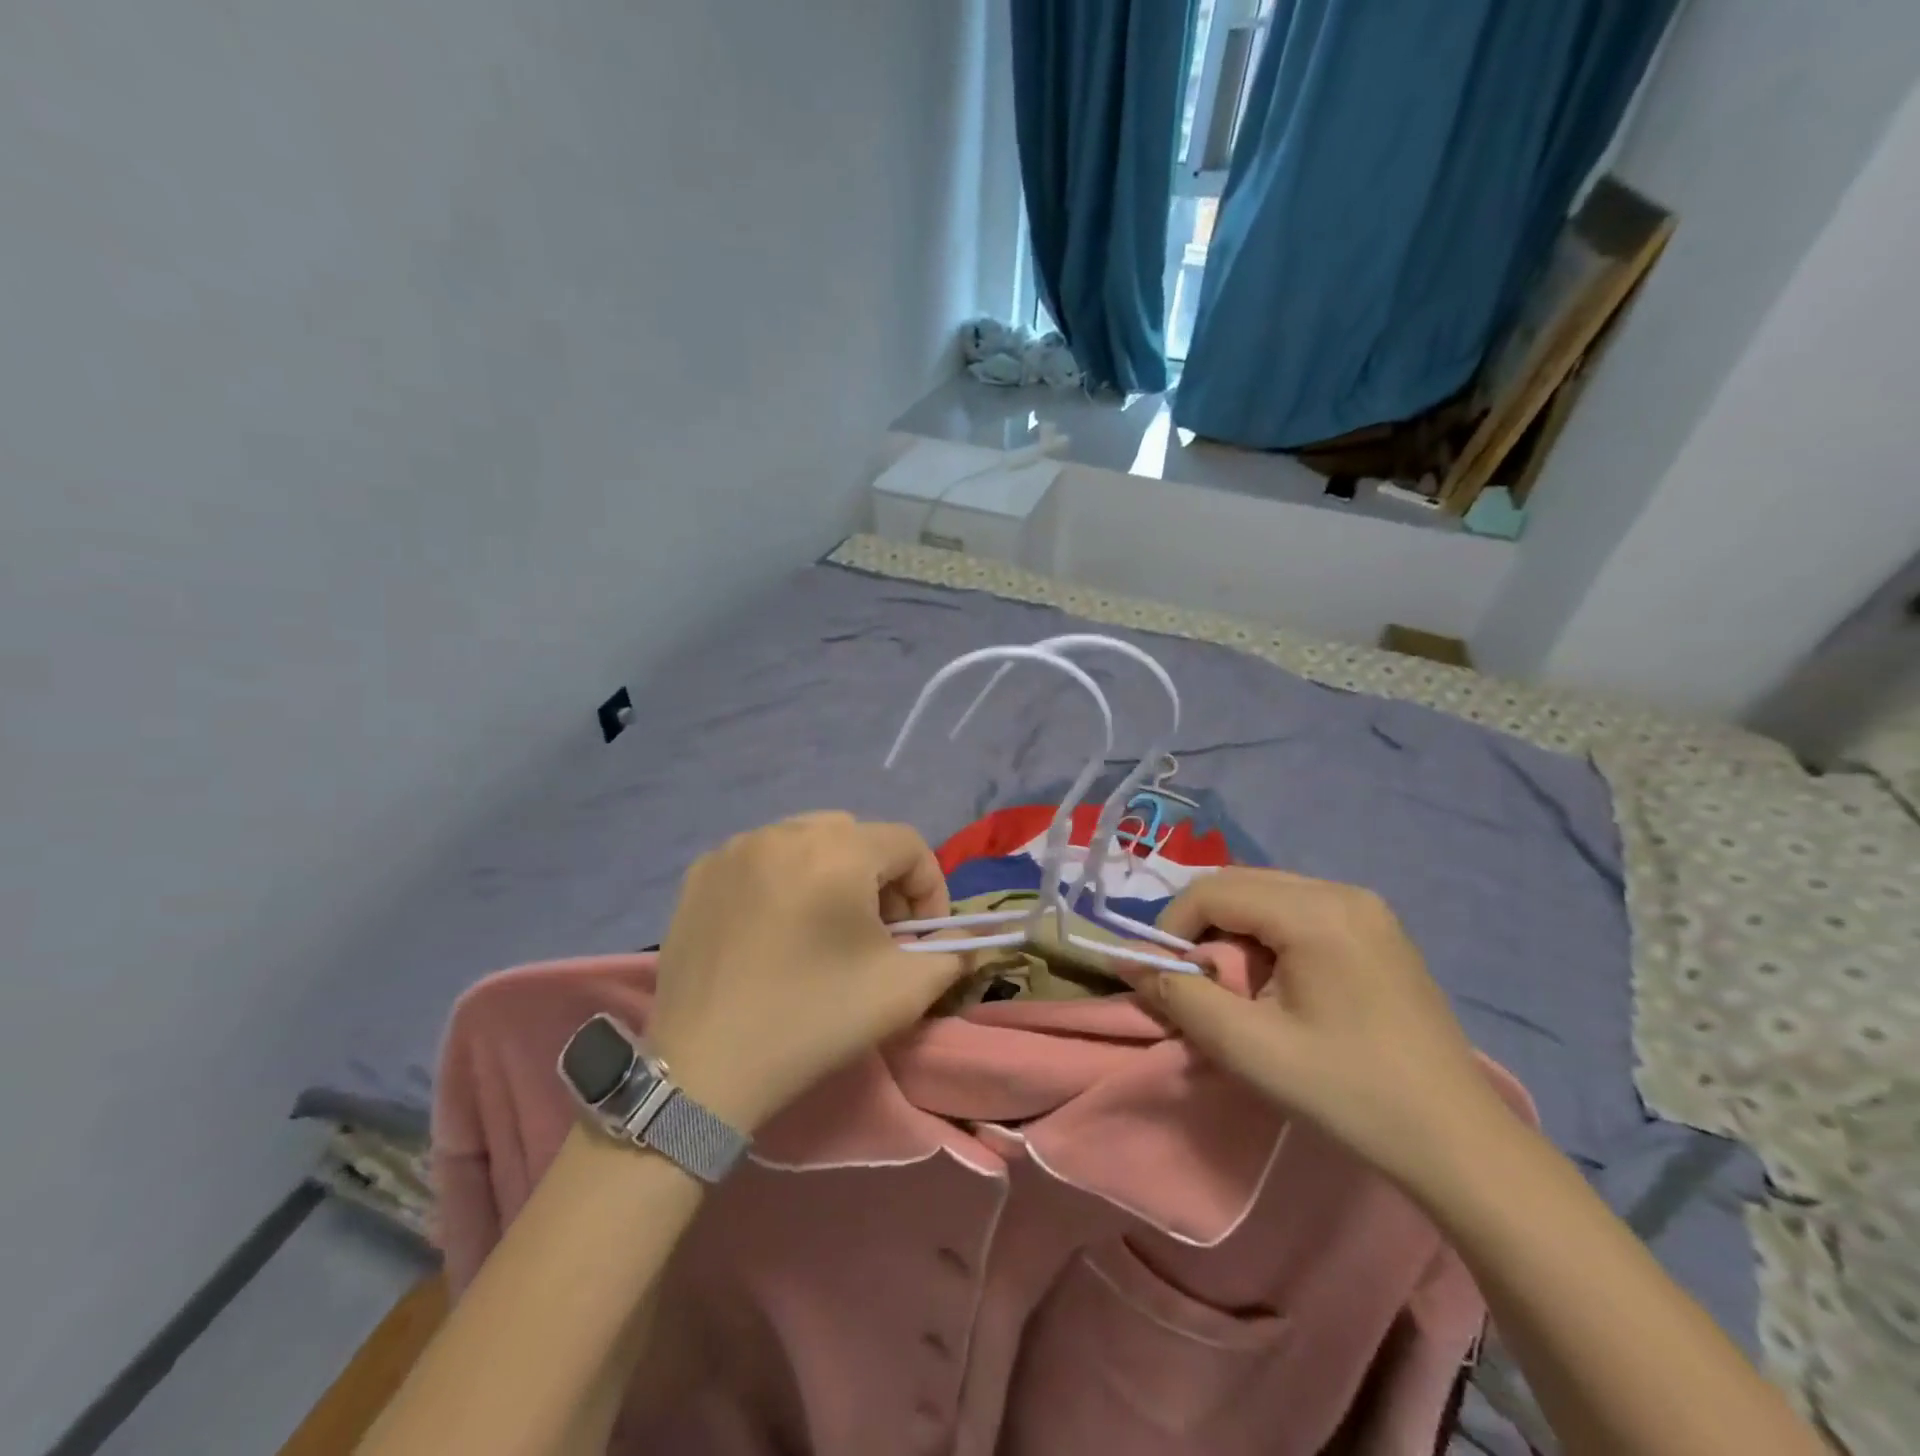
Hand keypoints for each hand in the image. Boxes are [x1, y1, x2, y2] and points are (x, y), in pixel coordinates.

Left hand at [646, 813, 965, 1131]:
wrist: (704, 1070)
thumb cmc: (815, 1021)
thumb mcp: (904, 991)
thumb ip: (951, 955)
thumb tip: (967, 943)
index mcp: (838, 850)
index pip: (909, 844)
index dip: (929, 889)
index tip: (921, 938)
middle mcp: (784, 832)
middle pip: (858, 836)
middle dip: (881, 879)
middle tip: (877, 933)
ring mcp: (735, 849)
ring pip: (807, 841)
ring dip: (832, 874)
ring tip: (825, 928)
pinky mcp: (700, 874)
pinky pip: (761, 858)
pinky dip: (782, 880)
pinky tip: (774, 930)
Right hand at [1145, 868, 1517, 1193]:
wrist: (1458, 1143)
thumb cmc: (1348, 1093)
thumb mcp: (1248, 1048)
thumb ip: (1180, 995)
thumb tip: (1127, 960)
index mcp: (1316, 912)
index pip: (1214, 890)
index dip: (1172, 926)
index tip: (1163, 975)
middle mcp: (1342, 891)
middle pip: (1241, 885)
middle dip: (1201, 926)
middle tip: (1193, 980)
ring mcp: (1367, 908)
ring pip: (1268, 895)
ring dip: (1234, 930)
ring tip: (1233, 985)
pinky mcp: (1379, 929)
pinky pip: (1300, 910)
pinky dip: (1268, 935)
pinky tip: (1276, 982)